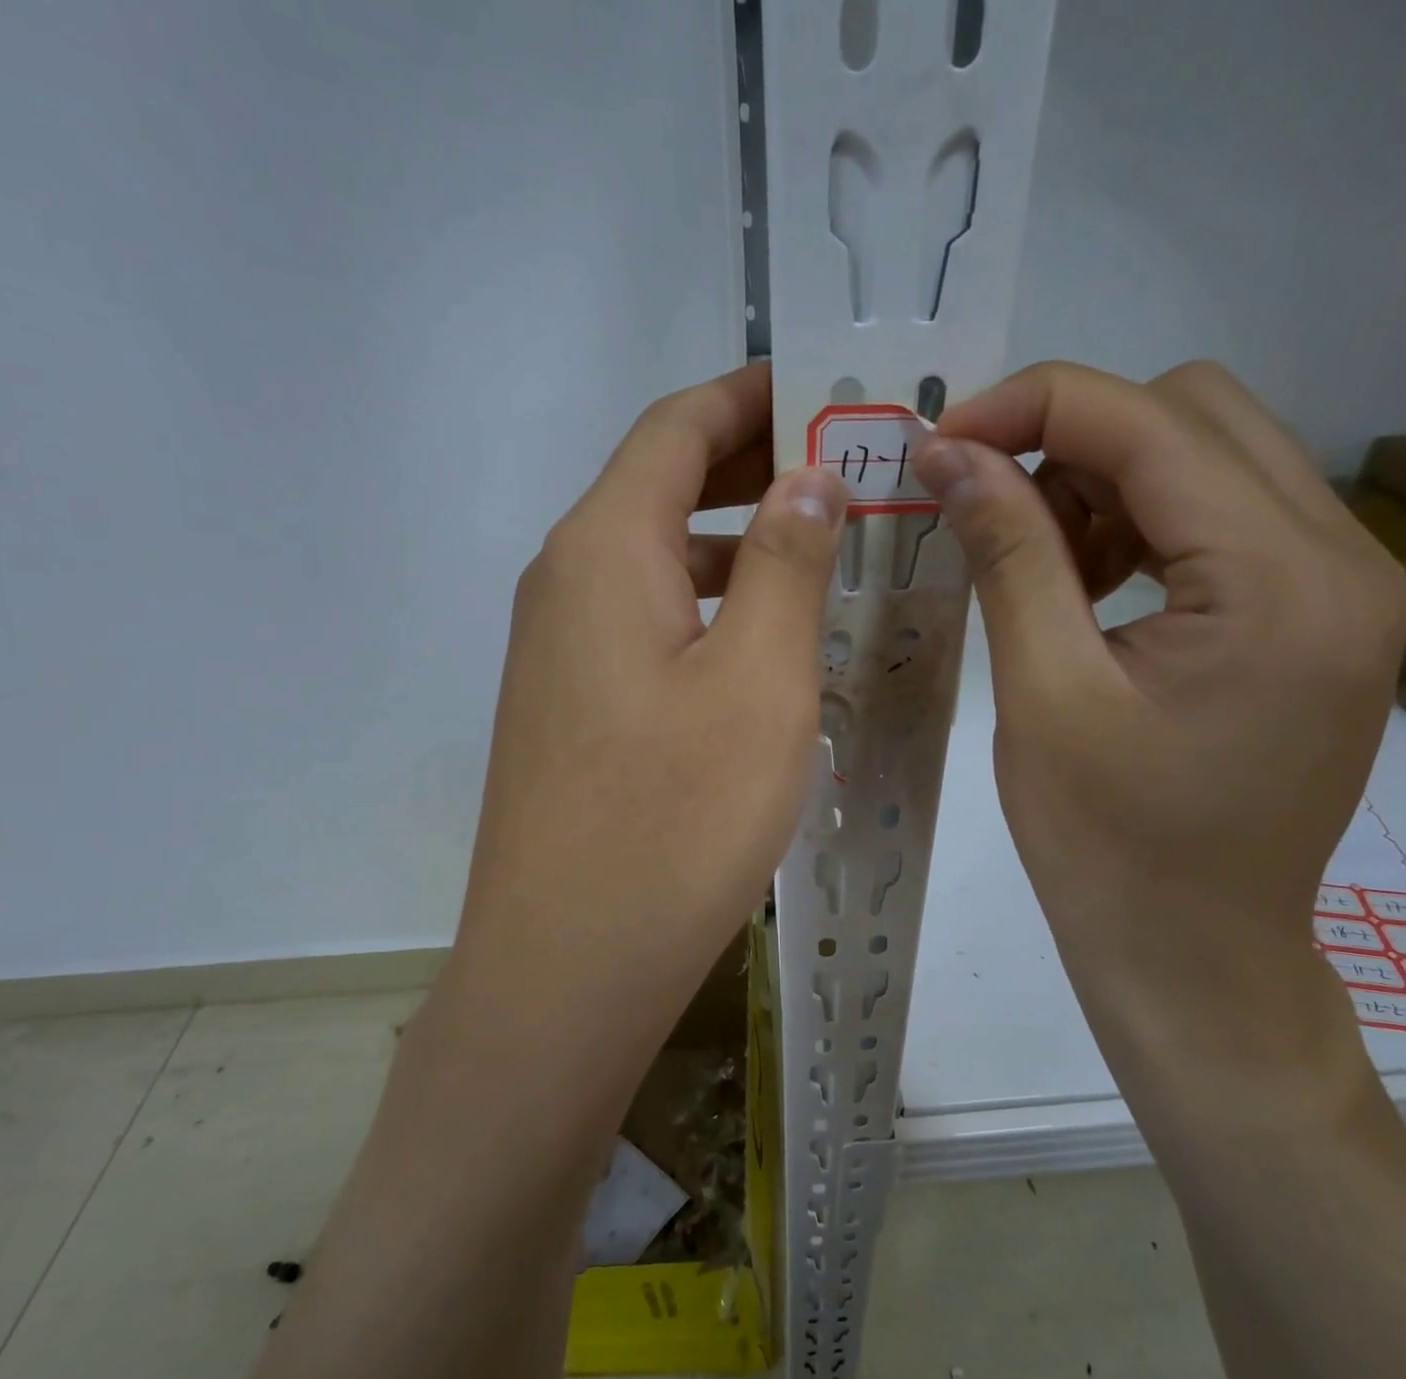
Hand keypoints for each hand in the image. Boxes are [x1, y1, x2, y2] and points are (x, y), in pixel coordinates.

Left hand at [448, 362, 846, 1059]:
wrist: (567, 965)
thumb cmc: (674, 819)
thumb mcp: (759, 680)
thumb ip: (784, 562)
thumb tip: (803, 479)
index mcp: (604, 548)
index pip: (676, 427)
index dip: (751, 395)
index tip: (826, 386)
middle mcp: (564, 581)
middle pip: (660, 485)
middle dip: (751, 463)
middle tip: (847, 464)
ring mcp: (558, 650)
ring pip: (656, 559)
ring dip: (733, 540)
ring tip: (822, 546)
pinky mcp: (569, 707)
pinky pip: (645, 621)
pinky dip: (707, 604)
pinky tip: (762, 639)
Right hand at [917, 361, 1405, 1098]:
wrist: (1194, 954)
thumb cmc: (1108, 846)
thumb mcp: (1043, 695)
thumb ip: (1008, 555)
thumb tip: (951, 455)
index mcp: (1282, 582)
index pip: (1151, 422)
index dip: (1032, 407)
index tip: (939, 442)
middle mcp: (1341, 559)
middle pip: (1195, 415)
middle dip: (1071, 439)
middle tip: (985, 505)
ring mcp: (1340, 586)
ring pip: (1208, 458)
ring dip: (1103, 484)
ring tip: (1036, 562)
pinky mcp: (1314, 616)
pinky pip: (1220, 519)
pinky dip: (1138, 526)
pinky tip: (1085, 588)